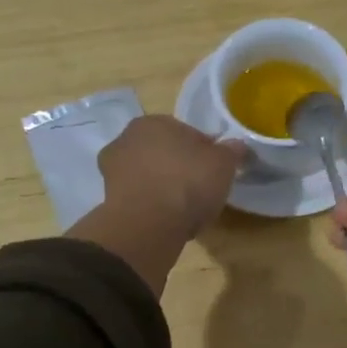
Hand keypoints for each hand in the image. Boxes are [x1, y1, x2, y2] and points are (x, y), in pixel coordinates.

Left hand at [97, 116, 243, 241]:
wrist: (148, 225)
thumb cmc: (187, 183)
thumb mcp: (223, 164)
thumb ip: (232, 151)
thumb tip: (238, 146)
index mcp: (153, 121)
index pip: (186, 132)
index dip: (205, 150)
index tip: (216, 169)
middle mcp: (126, 139)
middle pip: (164, 152)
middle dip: (180, 166)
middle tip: (201, 188)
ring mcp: (112, 171)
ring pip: (149, 175)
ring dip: (164, 187)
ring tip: (185, 208)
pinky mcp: (108, 200)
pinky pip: (140, 198)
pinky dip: (152, 206)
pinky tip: (169, 220)